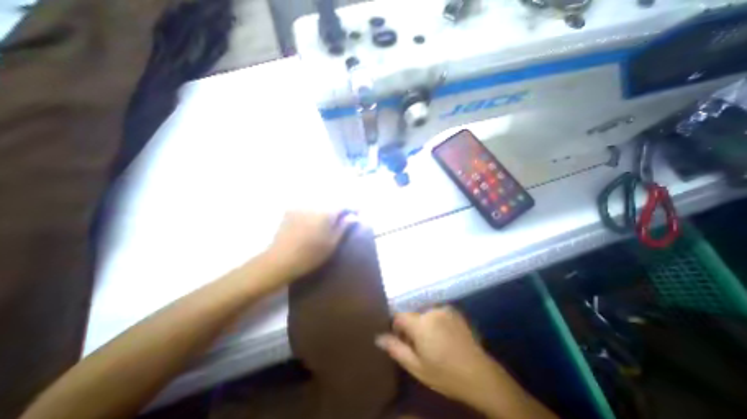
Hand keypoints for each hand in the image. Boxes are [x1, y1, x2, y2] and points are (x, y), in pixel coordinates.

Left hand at [262, 210, 354, 280]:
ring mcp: (301, 206)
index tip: (359, 212)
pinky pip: (308, 205)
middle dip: (341, 206)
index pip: (344, 204)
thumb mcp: (332, 243)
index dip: (353, 207)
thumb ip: (343, 226)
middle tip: (347, 215)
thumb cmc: (311, 254)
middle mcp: (314, 204)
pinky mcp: (291, 210)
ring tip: (333, 216)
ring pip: (320, 202)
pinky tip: (316, 217)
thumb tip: (354, 217)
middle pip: (332, 201)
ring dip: (329, 207)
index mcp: (326, 212)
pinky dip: (316, 208)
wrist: (281, 260)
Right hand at [376, 306, 503, 406]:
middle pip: (413, 314)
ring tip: (434, 342)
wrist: (479, 375)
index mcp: (420, 323)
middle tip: (420, 346)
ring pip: (425, 313)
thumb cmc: (444, 374)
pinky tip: (445, 336)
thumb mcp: (416, 367)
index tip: (403, 340)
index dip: (397, 327)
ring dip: (424, 324)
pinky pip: (437, 312)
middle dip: (412, 327)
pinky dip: (436, 321)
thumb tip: (378, 337)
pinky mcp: (454, 311)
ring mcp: (444, 309)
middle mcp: (431, 311)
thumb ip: (396, 349)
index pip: (399, 316)